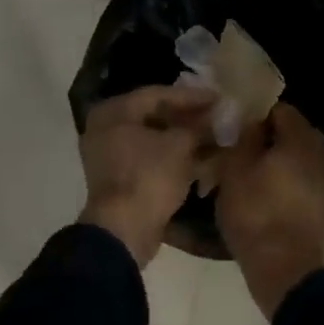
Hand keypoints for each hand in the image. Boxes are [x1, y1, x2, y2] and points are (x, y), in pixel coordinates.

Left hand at [78, 84, 216, 267]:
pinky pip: (147, 157)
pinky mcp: (117, 178)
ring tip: (212, 137)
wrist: (124, 230)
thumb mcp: (181, 146)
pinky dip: (171, 155)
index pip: (158, 94)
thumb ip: (198, 126)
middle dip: (187, 117)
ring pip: (152, 138)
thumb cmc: (150, 177)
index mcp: (114, 112)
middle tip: (215, 116)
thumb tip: (214, 118)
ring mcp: (108, 154)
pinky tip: (198, 158)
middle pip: (153, 115)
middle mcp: (105, 128)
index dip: (191, 96)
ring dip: (182, 137)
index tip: (218, 98)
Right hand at [216, 102, 323, 319]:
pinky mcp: (323, 205)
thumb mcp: (236, 169)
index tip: (235, 128)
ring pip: (297, 159)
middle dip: (268, 139)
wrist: (286, 269)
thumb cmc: (256, 213)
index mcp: (301, 137)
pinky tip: (263, 195)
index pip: (279, 109)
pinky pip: (301, 181)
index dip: (255, 115)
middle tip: (239, 151)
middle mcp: (321, 152)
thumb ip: (244, 137)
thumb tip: (251, 119)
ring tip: (248, 176)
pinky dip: (285, 183)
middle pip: (291, 134)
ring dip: (276, 163)